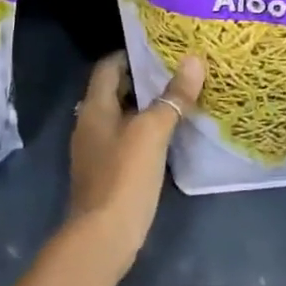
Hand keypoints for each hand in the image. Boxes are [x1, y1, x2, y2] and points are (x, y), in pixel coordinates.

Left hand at [66, 51, 201, 266]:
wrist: (103, 237)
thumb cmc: (124, 176)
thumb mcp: (152, 132)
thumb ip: (172, 98)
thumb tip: (194, 61)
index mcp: (94, 107)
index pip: (109, 66)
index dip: (132, 53)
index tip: (161, 48)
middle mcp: (91, 123)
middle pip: (116, 90)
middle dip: (144, 79)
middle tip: (179, 70)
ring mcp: (98, 150)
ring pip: (124, 116)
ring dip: (148, 107)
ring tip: (181, 98)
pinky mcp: (108, 173)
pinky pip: (128, 140)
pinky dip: (146, 132)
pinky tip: (171, 135)